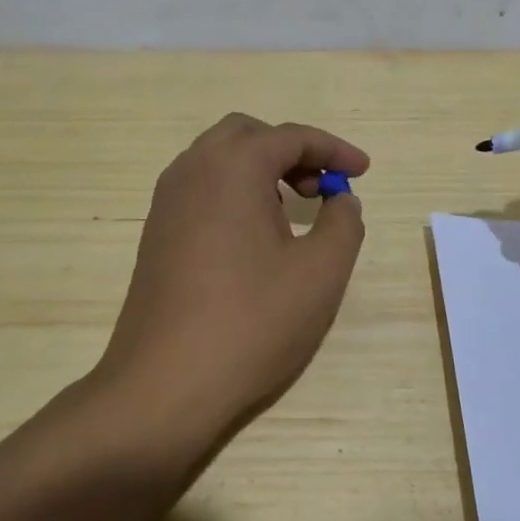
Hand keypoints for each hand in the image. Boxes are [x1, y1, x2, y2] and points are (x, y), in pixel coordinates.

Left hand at [95, 114, 367, 443]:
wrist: (164, 384)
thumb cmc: (251, 322)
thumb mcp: (320, 272)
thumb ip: (343, 222)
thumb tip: (340, 199)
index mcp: (232, 167)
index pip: (290, 136)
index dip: (333, 149)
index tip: (363, 171)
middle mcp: (192, 171)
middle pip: (248, 136)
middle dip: (291, 151)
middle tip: (322, 188)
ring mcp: (166, 202)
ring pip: (219, 160)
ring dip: (260, 170)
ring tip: (292, 211)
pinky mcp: (156, 234)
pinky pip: (201, 190)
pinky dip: (235, 192)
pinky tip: (255, 237)